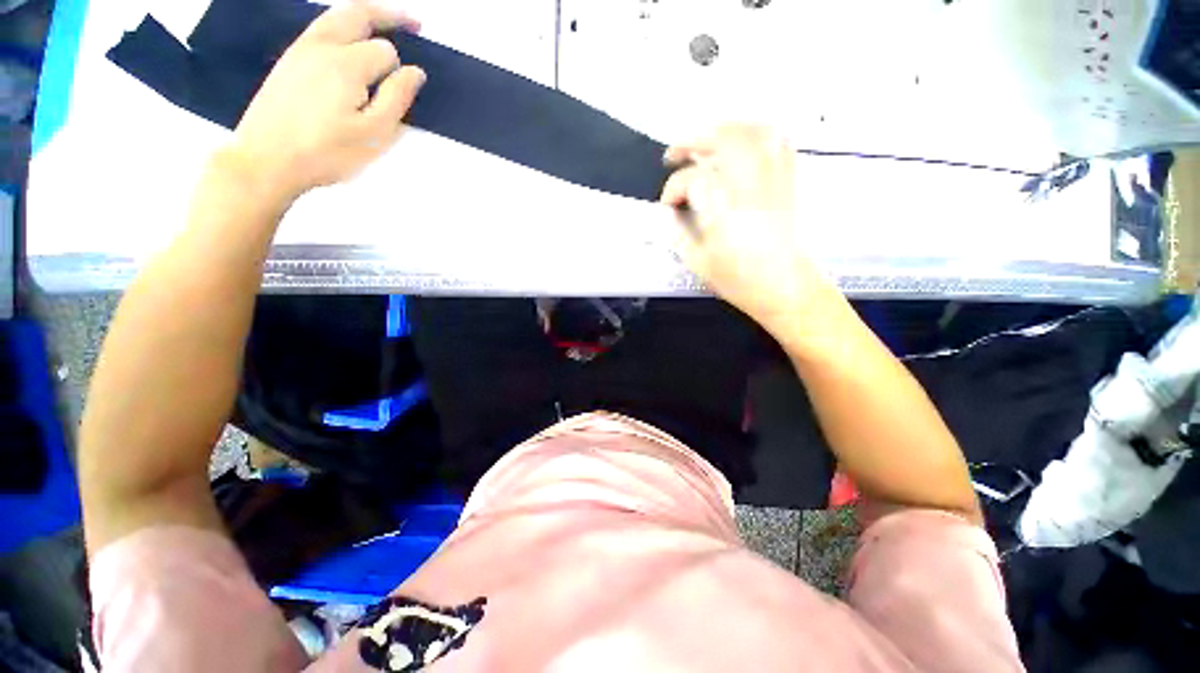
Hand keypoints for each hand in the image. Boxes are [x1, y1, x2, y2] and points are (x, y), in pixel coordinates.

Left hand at [226, 1, 425, 201]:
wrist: (267, 159)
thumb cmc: (327, 152)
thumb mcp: (374, 134)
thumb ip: (397, 99)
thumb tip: (415, 72)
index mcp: (346, 63)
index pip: (386, 51)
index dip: (400, 70)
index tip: (404, 90)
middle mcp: (322, 45)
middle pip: (359, 12)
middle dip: (389, 15)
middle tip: (414, 25)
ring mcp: (300, 49)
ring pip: (337, 16)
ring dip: (365, 17)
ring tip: (386, 28)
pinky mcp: (288, 60)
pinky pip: (321, 29)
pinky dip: (343, 27)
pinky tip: (351, 45)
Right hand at [660, 124, 829, 333]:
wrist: (789, 290)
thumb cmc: (742, 282)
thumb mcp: (700, 264)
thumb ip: (679, 235)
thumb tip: (668, 214)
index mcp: (726, 212)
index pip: (694, 180)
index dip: (673, 188)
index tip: (668, 205)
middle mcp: (753, 187)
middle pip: (726, 139)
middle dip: (694, 140)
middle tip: (675, 154)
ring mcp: (776, 180)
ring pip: (754, 132)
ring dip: (724, 129)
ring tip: (705, 142)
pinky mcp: (791, 181)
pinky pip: (778, 142)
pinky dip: (756, 134)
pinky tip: (741, 144)